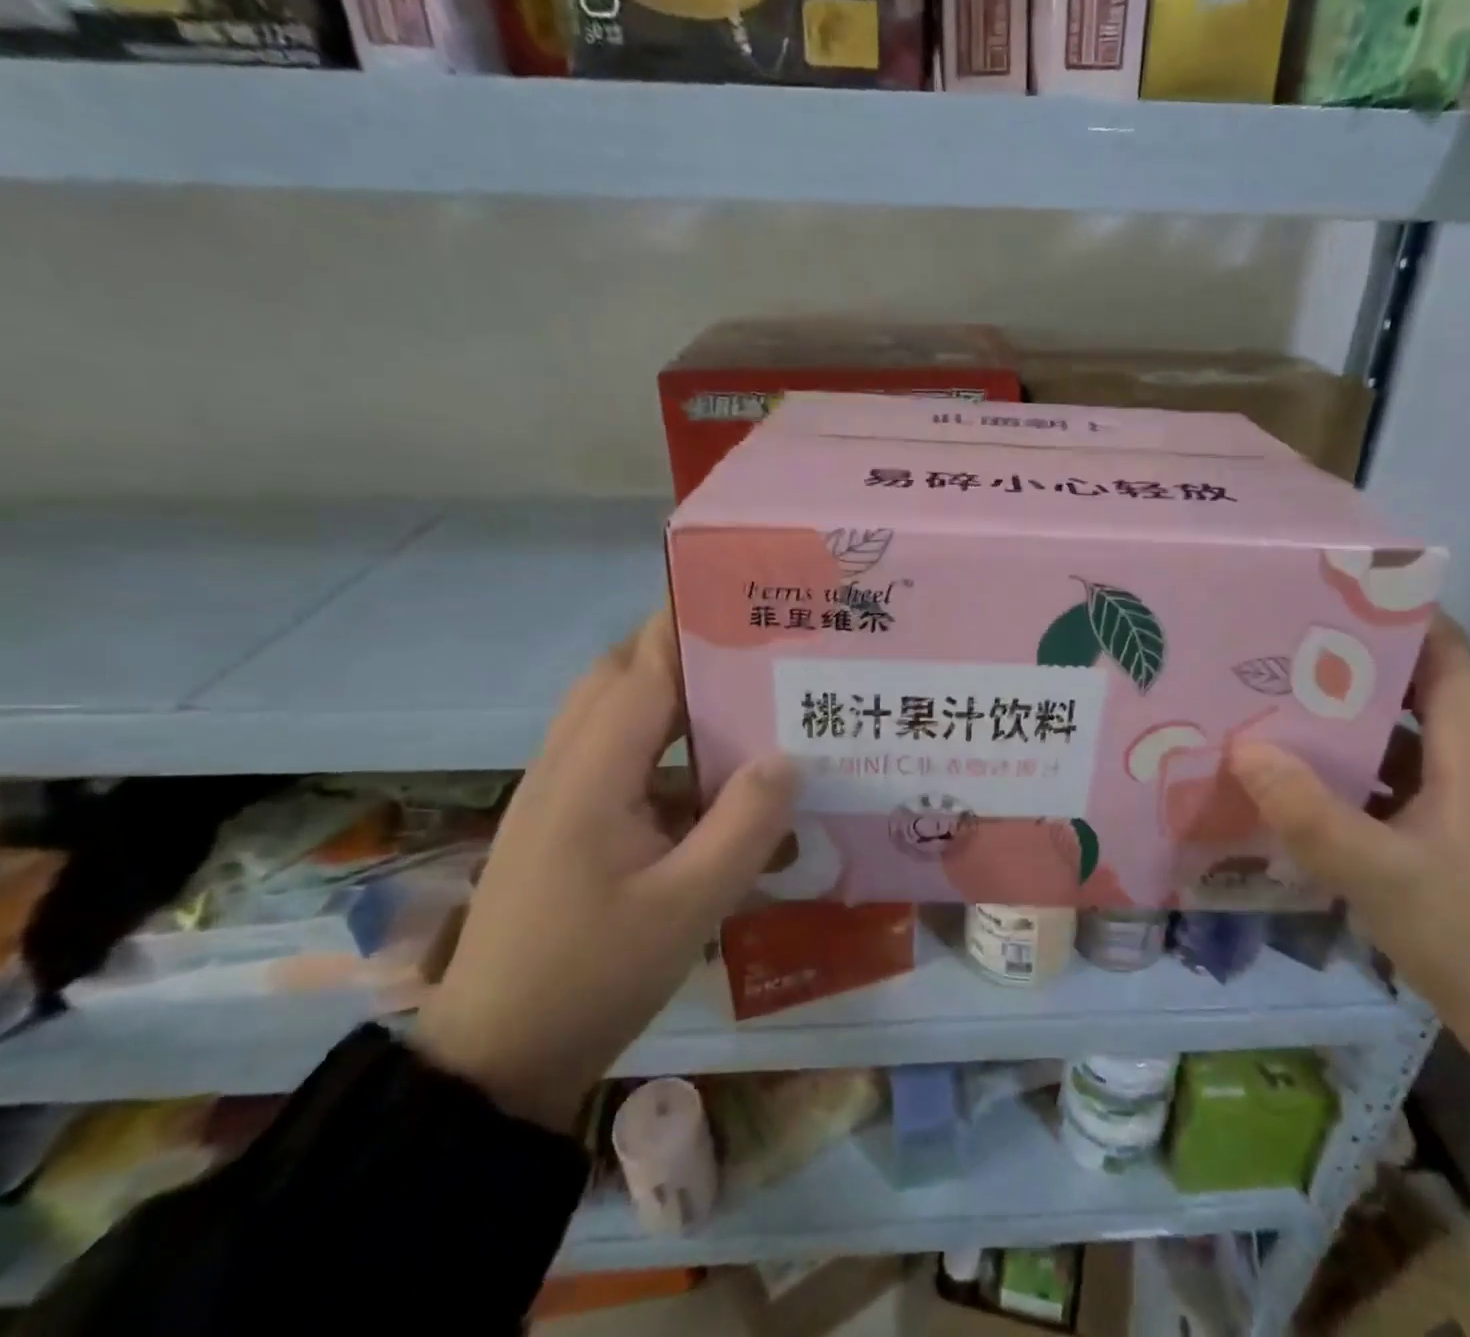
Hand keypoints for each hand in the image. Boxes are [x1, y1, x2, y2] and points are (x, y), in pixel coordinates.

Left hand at [413, 614, 794, 1132]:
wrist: (494, 1060)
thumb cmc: (591, 977)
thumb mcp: (688, 906)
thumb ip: (745, 826)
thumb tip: (788, 756)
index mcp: (590, 774)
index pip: (642, 669)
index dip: (685, 623)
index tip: (738, 594)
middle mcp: (566, 767)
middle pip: (618, 677)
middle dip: (679, 649)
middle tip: (752, 647)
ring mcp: (557, 795)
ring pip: (614, 715)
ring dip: (670, 696)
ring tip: (742, 698)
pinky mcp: (562, 823)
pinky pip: (615, 757)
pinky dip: (661, 745)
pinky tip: (710, 778)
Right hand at [1228, 615, 1469, 1154]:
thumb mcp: (1379, 875)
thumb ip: (1308, 812)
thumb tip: (1244, 748)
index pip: (1454, 662)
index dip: (1408, 620)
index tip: (1341, 596)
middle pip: (1426, 695)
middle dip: (1359, 668)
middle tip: (1286, 651)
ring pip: (1411, 743)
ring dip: (1355, 724)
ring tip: (1284, 707)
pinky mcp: (1460, 842)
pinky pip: (1404, 785)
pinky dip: (1361, 773)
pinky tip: (1309, 784)